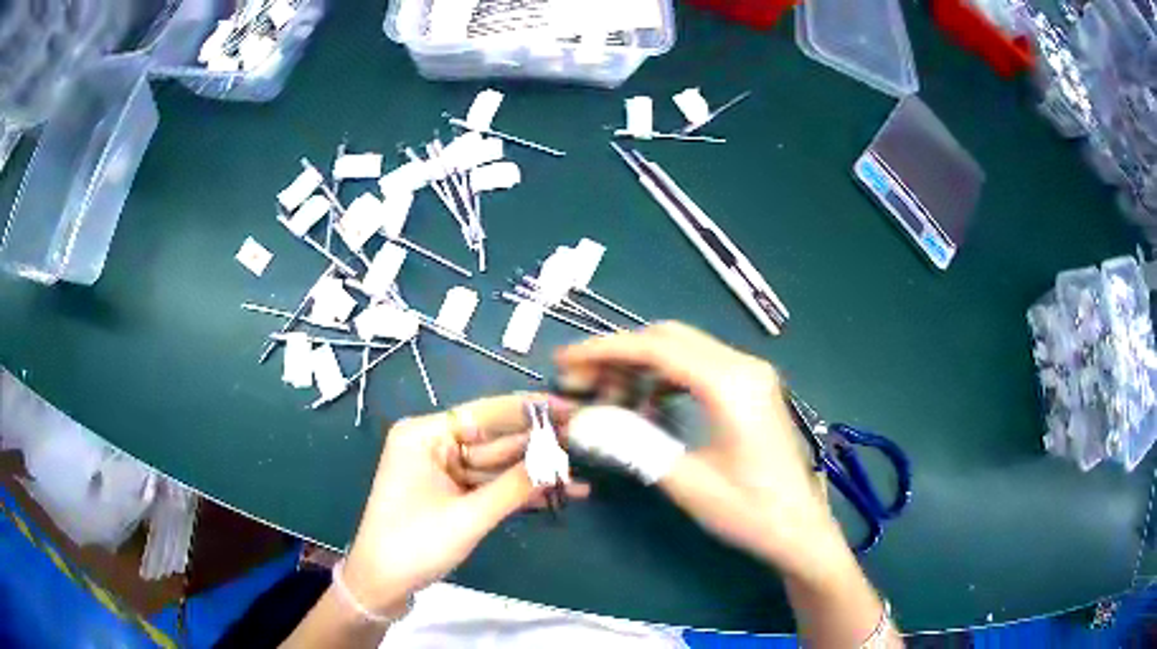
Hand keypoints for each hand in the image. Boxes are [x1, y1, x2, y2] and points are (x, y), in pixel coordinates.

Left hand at [342, 394, 588, 616]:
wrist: (383, 585)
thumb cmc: (414, 545)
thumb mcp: (467, 517)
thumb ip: (514, 486)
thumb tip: (559, 462)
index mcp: (424, 435)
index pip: (484, 414)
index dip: (529, 410)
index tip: (569, 407)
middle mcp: (433, 445)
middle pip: (494, 440)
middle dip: (538, 446)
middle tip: (584, 440)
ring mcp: (443, 471)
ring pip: (497, 466)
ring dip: (534, 473)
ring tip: (580, 473)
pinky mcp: (452, 494)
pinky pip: (490, 486)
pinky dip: (519, 493)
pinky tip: (558, 495)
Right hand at [557, 322, 843, 577]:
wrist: (800, 529)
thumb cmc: (749, 511)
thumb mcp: (685, 481)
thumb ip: (631, 443)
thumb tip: (580, 419)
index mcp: (730, 384)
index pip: (656, 348)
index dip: (603, 350)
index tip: (564, 361)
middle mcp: (743, 366)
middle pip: (669, 339)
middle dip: (618, 355)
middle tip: (578, 382)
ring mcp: (751, 374)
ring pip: (683, 350)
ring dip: (641, 366)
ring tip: (607, 397)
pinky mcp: (751, 388)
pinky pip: (699, 367)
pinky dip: (665, 378)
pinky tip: (647, 406)